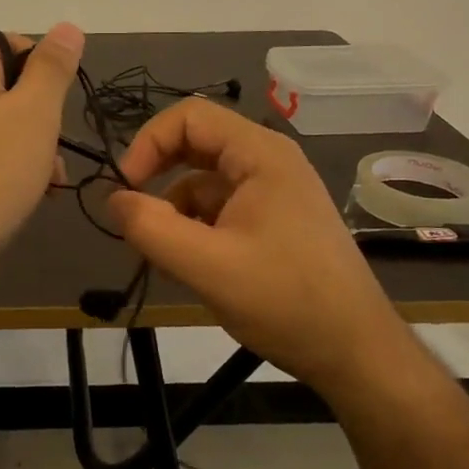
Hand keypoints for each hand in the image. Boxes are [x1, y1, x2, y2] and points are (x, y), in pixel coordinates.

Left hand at [0, 23, 85, 294]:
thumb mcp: (36, 113)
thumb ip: (52, 66)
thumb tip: (66, 26)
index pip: (8, 43)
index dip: (41, 69)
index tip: (57, 106)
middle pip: (2, 88)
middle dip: (38, 118)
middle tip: (55, 151)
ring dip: (26, 148)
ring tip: (47, 183)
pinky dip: (0, 169)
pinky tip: (19, 198)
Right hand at [106, 98, 399, 387]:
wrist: (356, 352)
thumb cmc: (285, 300)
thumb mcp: (207, 266)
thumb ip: (151, 229)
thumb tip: (112, 200)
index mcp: (260, 154)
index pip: (188, 117)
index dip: (148, 144)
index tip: (124, 190)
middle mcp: (268, 162)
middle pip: (195, 145)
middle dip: (158, 179)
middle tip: (134, 219)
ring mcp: (274, 192)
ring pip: (204, 182)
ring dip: (175, 211)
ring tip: (165, 259)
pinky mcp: (275, 221)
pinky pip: (221, 208)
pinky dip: (196, 229)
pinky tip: (191, 268)